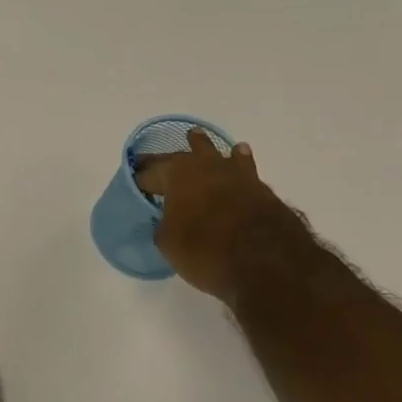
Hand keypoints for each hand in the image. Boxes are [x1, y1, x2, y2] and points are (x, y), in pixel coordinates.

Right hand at [132, 137, 306, 302]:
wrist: (267, 262)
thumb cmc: (205, 250)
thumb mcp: (168, 243)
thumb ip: (163, 224)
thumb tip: (167, 219)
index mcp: (177, 174)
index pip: (150, 174)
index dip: (140, 180)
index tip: (134, 186)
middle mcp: (206, 166)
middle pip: (181, 156)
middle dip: (166, 160)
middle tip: (154, 163)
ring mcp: (237, 174)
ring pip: (216, 153)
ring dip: (204, 148)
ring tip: (197, 139)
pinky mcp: (261, 188)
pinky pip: (242, 167)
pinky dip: (236, 162)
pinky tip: (238, 156)